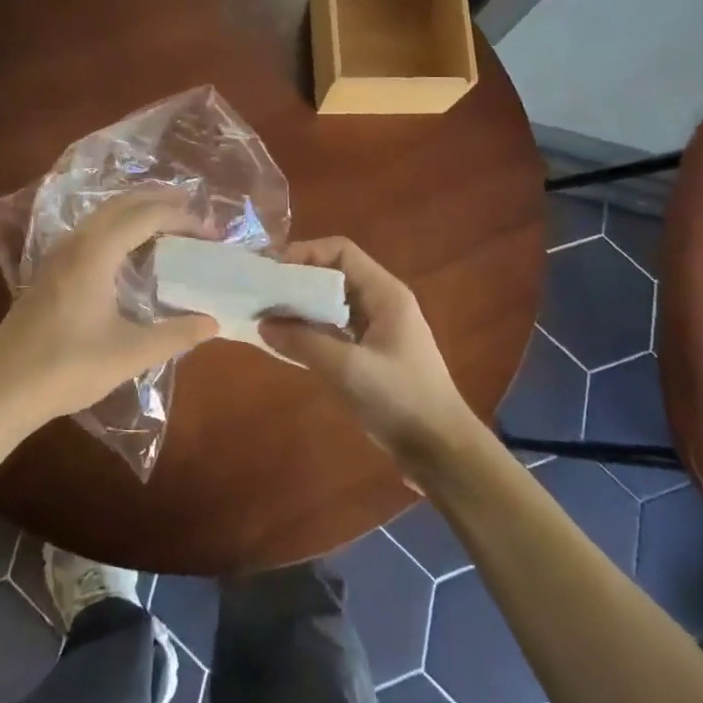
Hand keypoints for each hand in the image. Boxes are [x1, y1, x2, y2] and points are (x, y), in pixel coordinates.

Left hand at [0, 191, 217, 433]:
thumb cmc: (66, 368)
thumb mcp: (129, 354)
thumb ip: (175, 335)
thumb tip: (213, 322)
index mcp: (96, 253)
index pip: (145, 216)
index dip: (181, 217)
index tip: (210, 231)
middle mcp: (75, 244)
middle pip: (121, 204)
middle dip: (158, 199)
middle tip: (192, 206)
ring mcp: (57, 256)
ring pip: (101, 216)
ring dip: (135, 211)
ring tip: (166, 221)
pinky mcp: (48, 273)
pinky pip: (90, 232)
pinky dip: (117, 227)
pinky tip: (127, 251)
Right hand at [260, 238, 481, 475]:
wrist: (442, 450)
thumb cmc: (401, 400)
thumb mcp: (349, 370)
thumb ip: (305, 343)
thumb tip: (263, 323)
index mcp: (385, 294)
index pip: (341, 252)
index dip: (304, 254)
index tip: (271, 272)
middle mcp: (382, 303)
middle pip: (334, 275)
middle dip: (297, 281)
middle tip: (260, 295)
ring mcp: (378, 329)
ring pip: (333, 304)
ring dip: (302, 307)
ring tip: (265, 317)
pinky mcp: (372, 355)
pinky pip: (336, 330)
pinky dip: (311, 331)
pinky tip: (287, 344)